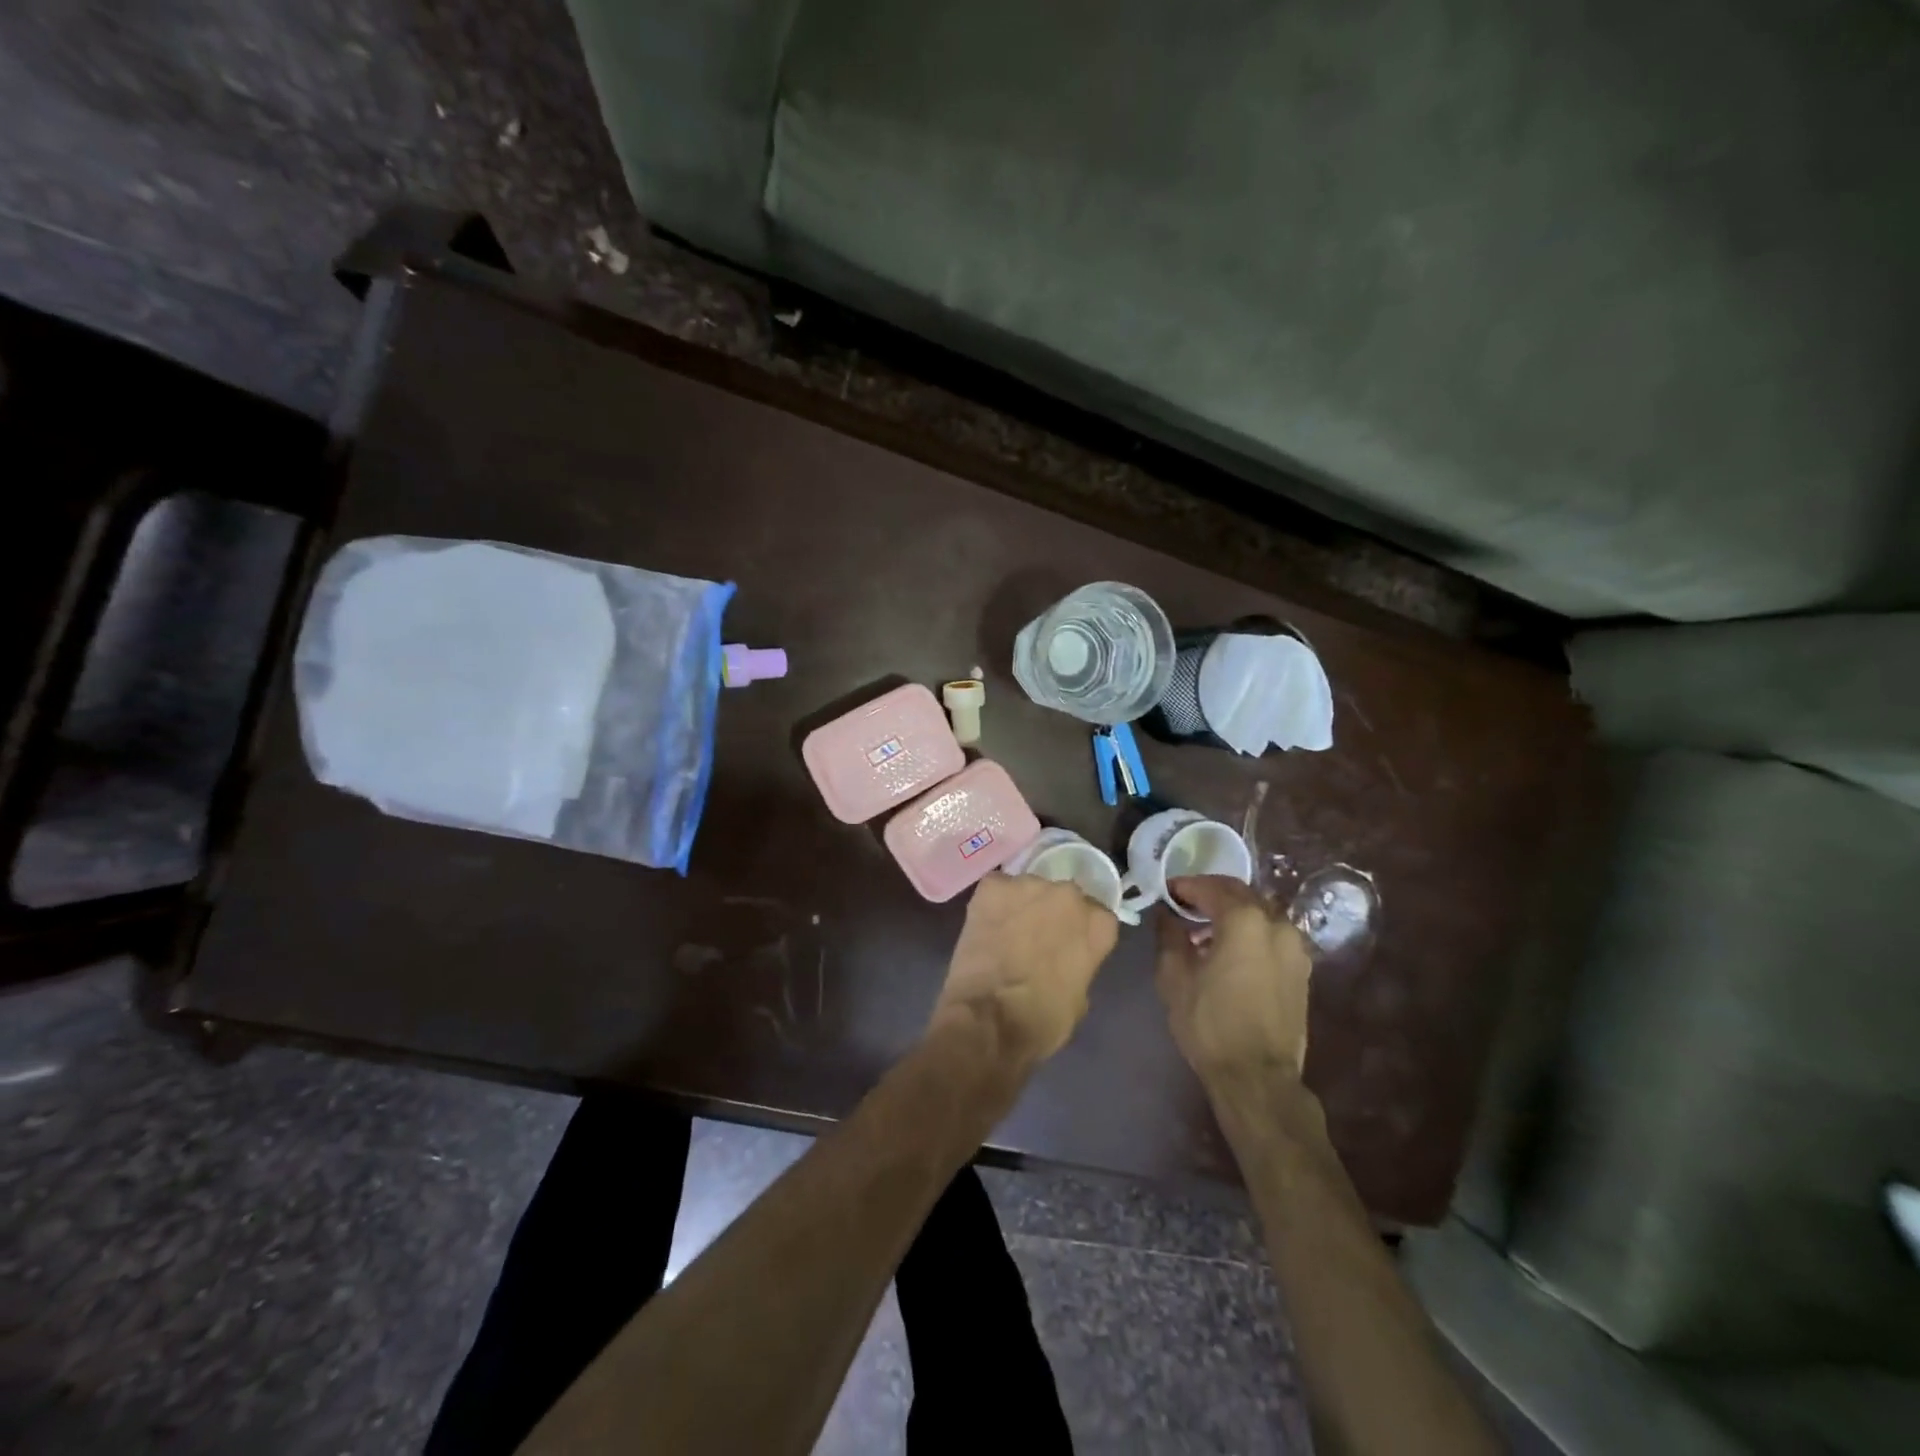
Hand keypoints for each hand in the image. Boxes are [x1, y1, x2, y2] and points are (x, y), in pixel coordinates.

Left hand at [932, 872, 1119, 1066]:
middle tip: (1035, 939)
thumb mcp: (1079, 999)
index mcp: (1098, 924)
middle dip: (1052, 914)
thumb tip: (1066, 959)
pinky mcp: (993, 886)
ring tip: (1005, 932)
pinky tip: (985, 925)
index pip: (1097, 916)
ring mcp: (1029, 885)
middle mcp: (1069, 894)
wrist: (989, 1018)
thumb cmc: (1042, 1020)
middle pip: (1063, 898)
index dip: (1080, 932)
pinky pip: (996, 888)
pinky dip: (992, 903)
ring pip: (1029, 890)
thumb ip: (1080, 965)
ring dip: (1022, 906)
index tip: (1067, 946)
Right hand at [1156, 877, 1312, 1090]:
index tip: (1166, 892)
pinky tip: (1230, 950)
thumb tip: (1167, 915)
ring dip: (1233, 912)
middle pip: (1241, 893)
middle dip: (1211, 893)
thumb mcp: (1174, 977)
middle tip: (1185, 903)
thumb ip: (1169, 935)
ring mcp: (1295, 947)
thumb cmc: (1210, 1023)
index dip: (1185, 886)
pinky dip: (1250, 931)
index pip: (1211, 888)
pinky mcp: (1302, 970)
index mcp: (1244, 920)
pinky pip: (1272, 934)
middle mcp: (1276, 924)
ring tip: (1205, 929)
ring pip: (1260, 912)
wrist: (1257, 1076)